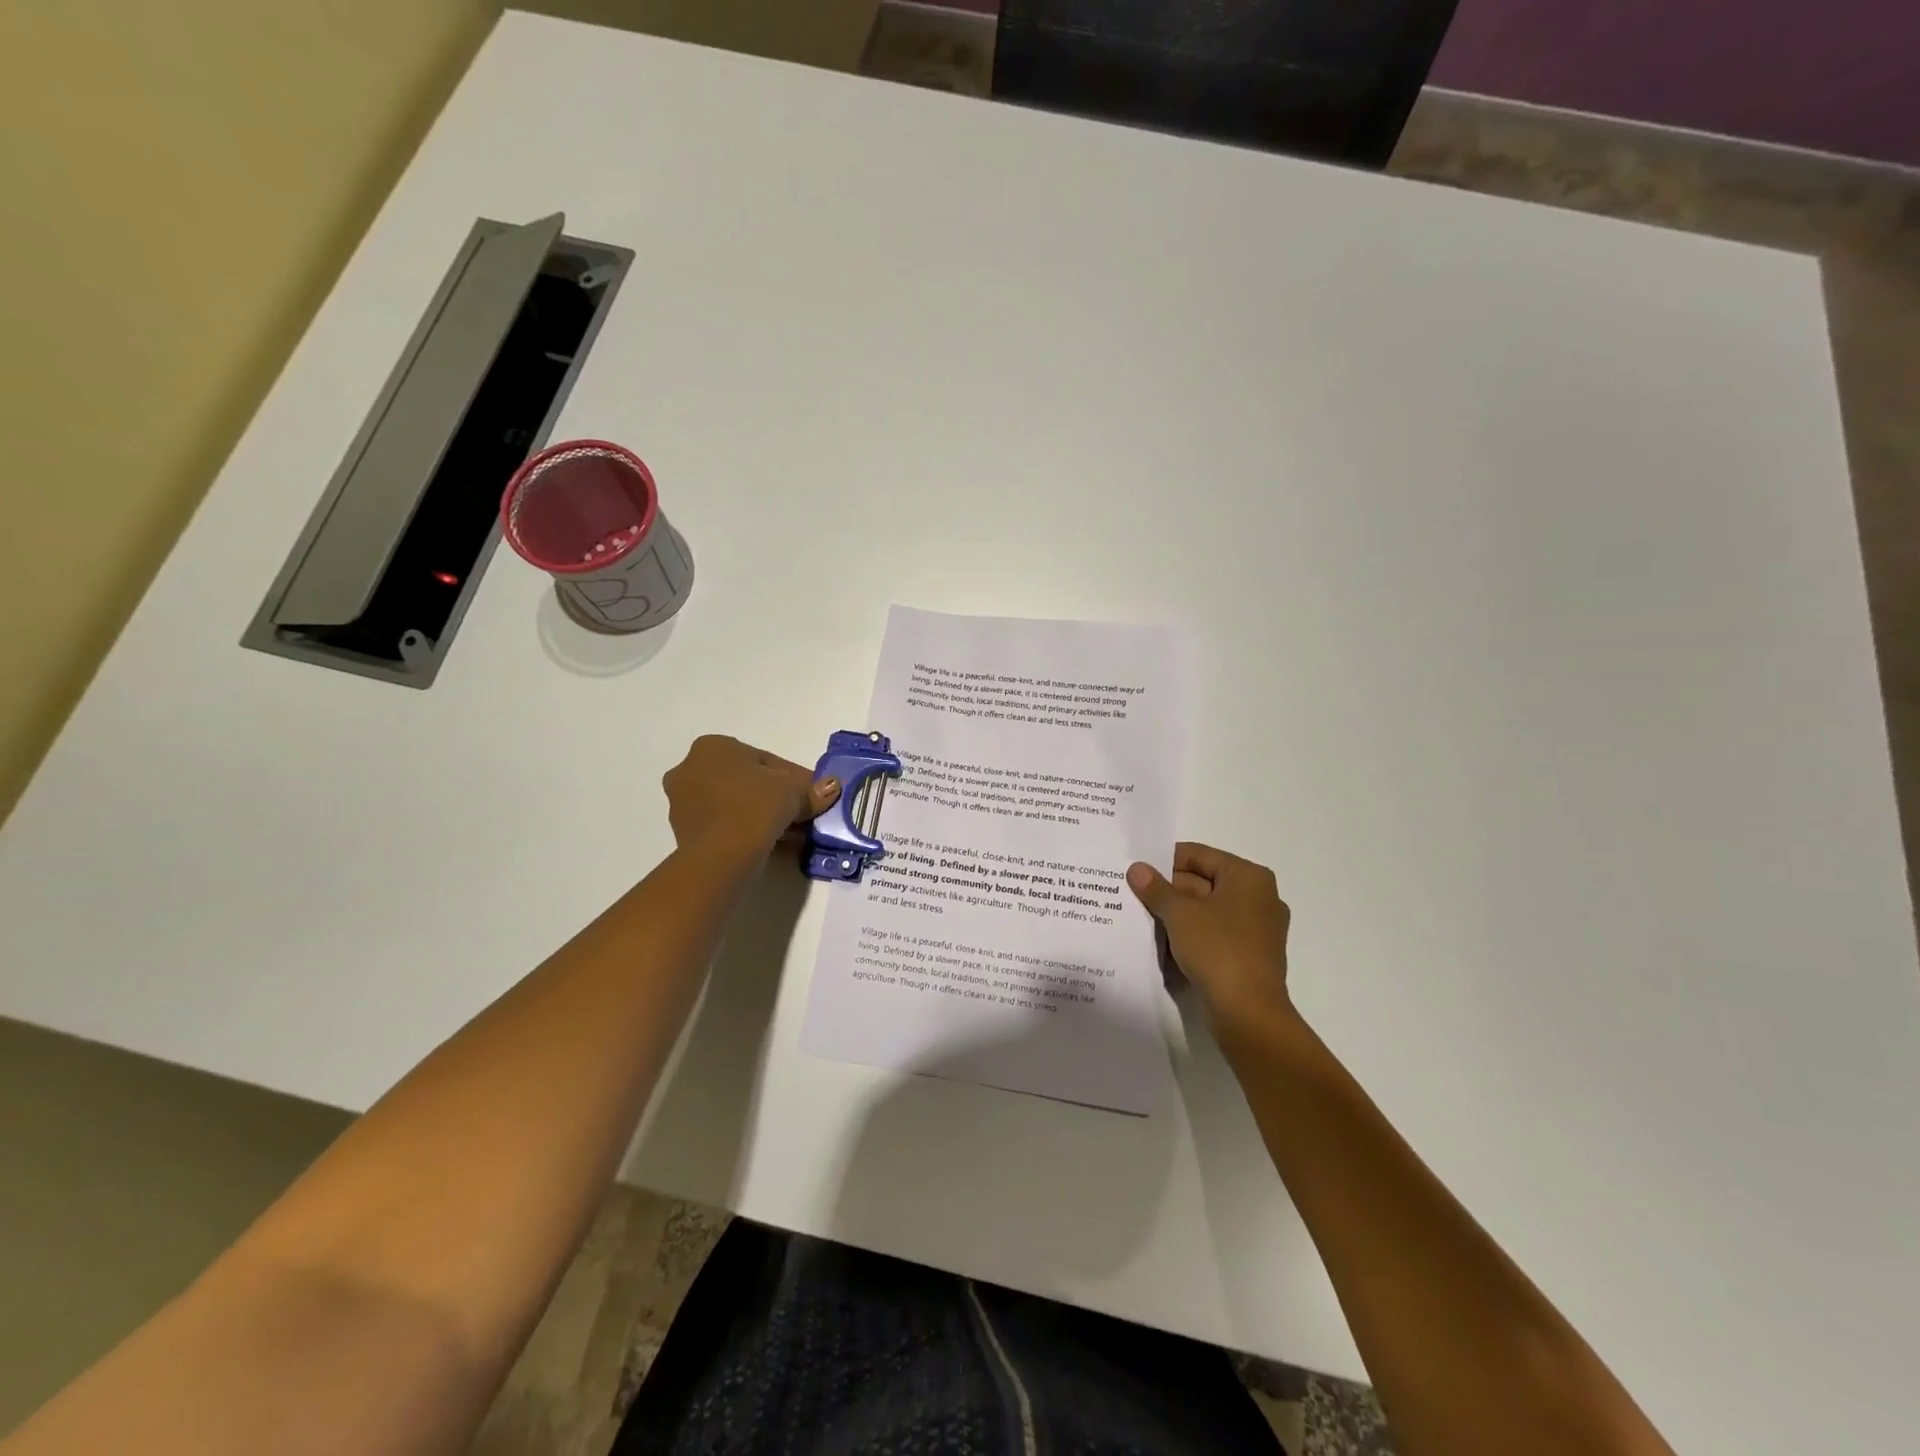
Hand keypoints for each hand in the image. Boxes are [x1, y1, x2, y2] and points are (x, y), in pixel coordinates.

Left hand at [663, 735, 840, 867]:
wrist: (720, 857)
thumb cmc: (754, 808)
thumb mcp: (792, 792)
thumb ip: (811, 788)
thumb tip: (831, 786)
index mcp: (713, 747)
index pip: (765, 761)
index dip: (795, 779)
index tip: (813, 795)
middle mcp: (691, 768)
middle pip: (748, 782)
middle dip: (776, 798)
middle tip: (803, 814)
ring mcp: (683, 802)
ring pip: (736, 804)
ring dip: (763, 815)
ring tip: (792, 833)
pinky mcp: (684, 831)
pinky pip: (725, 824)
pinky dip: (747, 830)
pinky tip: (772, 843)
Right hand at [1127, 843, 1294, 1035]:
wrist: (1248, 1014)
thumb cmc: (1218, 950)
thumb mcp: (1180, 914)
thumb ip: (1156, 888)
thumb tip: (1136, 869)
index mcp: (1249, 878)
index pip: (1199, 855)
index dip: (1165, 860)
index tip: (1136, 869)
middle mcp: (1258, 898)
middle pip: (1202, 882)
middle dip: (1167, 889)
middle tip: (1130, 893)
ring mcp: (1255, 930)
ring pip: (1205, 911)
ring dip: (1175, 914)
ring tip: (1138, 915)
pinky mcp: (1247, 956)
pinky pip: (1212, 935)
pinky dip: (1188, 934)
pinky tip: (1159, 941)